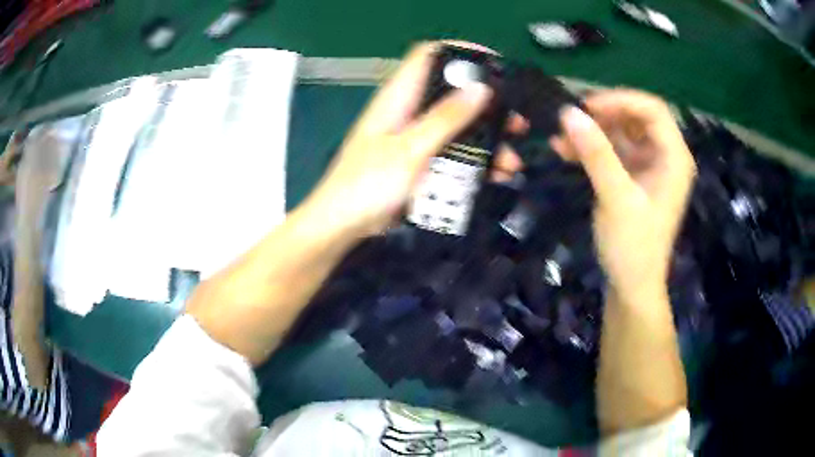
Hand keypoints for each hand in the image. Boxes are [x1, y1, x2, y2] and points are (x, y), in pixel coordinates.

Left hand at [305, 41, 524, 237]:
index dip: (461, 53)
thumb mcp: (410, 150)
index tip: (495, 65)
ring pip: (458, 129)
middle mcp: (409, 112)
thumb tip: (480, 88)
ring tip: (512, 160)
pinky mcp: (421, 162)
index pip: (429, 57)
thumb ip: (445, 119)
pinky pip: (453, 155)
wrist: (344, 225)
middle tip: (516, 120)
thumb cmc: (368, 184)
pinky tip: (495, 176)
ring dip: (486, 141)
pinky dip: (474, 163)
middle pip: (452, 95)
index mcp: (399, 98)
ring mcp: (416, 139)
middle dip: (487, 105)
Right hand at [551, 90, 695, 300]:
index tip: (588, 106)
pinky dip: (592, 149)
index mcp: (674, 158)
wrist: (631, 287)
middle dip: (603, 116)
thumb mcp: (616, 199)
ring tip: (560, 138)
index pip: (653, 110)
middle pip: (636, 118)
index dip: (621, 100)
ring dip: (593, 133)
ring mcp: (649, 167)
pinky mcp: (634, 178)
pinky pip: (614, 152)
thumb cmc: (633, 247)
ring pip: (621, 133)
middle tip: (571, 120)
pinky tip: (566, 152)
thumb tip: (568, 112)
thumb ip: (596, 154)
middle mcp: (665, 156)